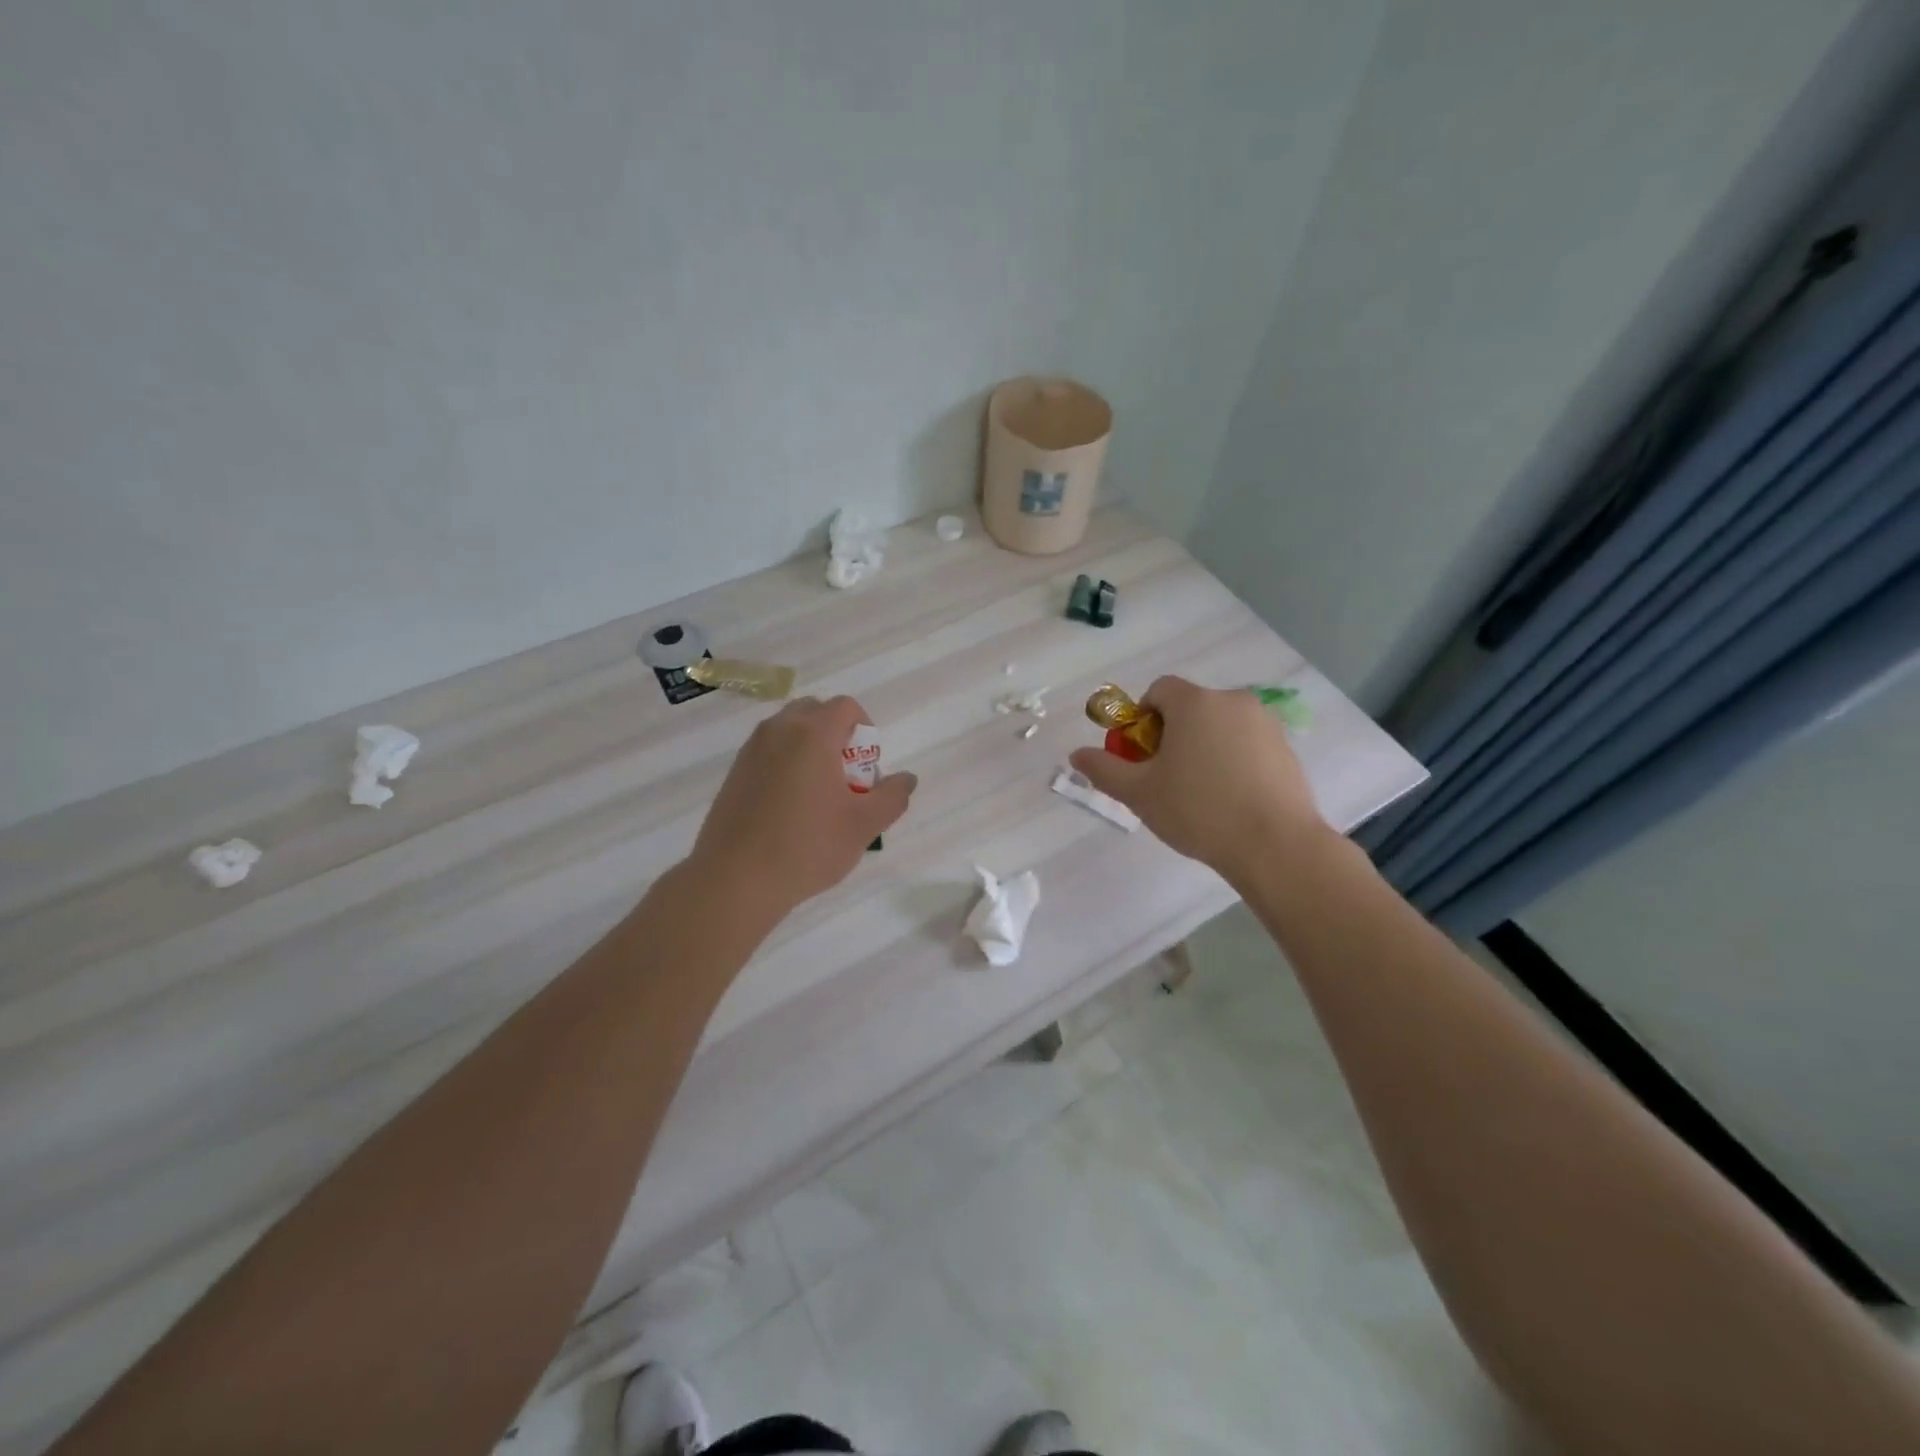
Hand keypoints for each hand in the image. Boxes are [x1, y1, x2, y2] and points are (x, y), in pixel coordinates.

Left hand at [688, 695, 916, 921]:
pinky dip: (786, 764)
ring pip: (789, 731)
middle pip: (816, 712)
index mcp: (813, 733)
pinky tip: (789, 809)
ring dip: (811, 749)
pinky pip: (769, 752)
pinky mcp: (734, 772)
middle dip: (837, 735)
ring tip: (818, 796)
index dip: (865, 730)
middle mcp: (778, 730)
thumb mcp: (864, 825)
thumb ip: (893, 796)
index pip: (846, 706)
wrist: (735, 879)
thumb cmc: (807, 846)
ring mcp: (751, 750)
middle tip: (845, 778)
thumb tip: (906, 779)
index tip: (866, 769)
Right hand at [1068, 675, 1328, 886]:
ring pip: (1220, 726)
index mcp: (1194, 703)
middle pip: (1191, 707)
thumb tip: (1076, 755)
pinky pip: (1247, 744)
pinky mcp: (1286, 748)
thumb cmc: (1198, 810)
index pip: (1159, 690)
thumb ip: (1104, 769)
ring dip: (1203, 747)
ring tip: (1201, 793)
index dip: (1143, 718)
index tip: (1143, 755)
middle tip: (1167, 778)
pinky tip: (1231, 798)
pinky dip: (1233, 760)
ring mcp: (1265, 723)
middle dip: (1173, 735)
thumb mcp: (1139, 793)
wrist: (1275, 845)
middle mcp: (1232, 701)